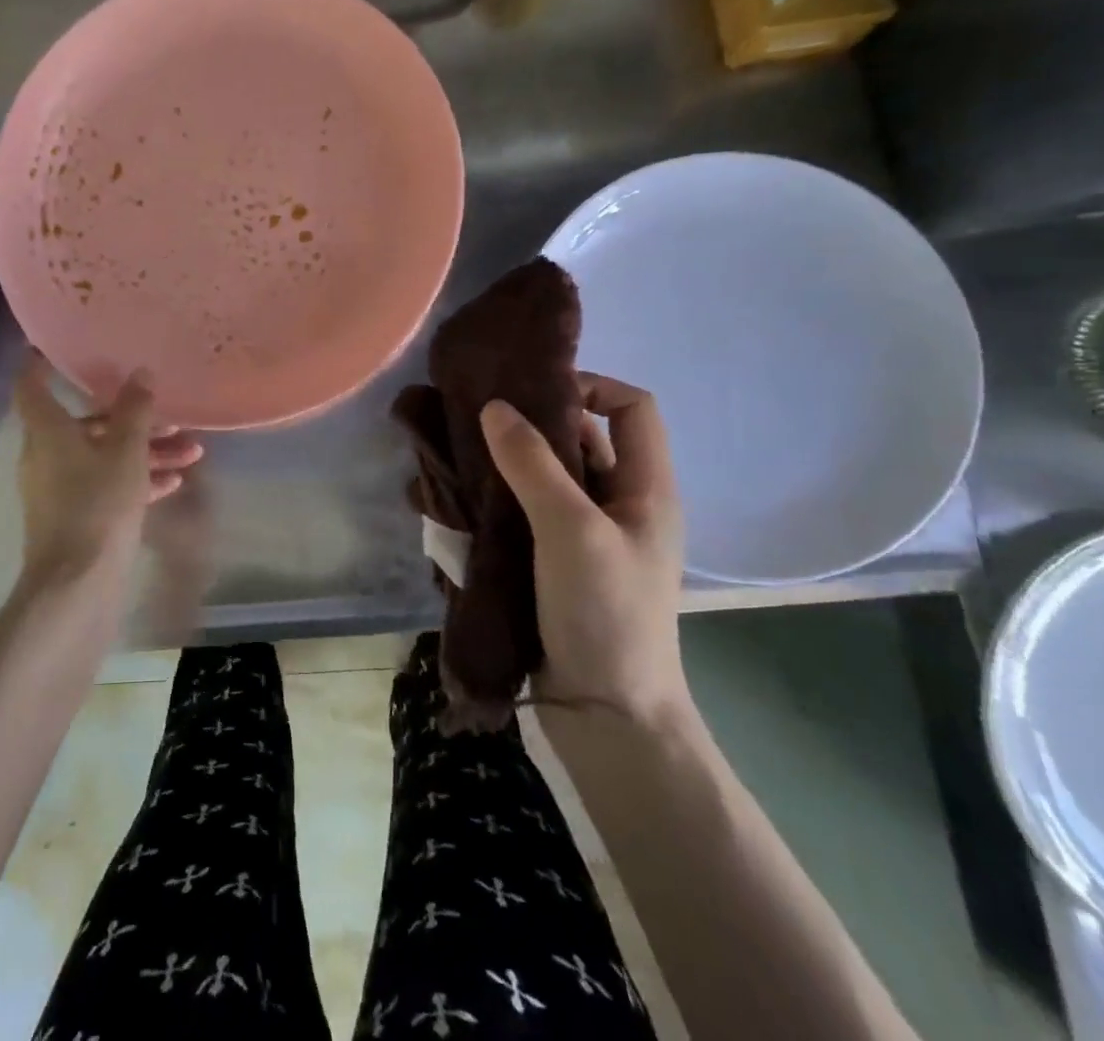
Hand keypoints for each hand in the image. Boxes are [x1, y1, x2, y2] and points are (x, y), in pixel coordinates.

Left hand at [15, 355, 202, 589]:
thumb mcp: (125, 453)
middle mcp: (46, 455)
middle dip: (131, 418)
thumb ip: (135, 411)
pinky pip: (106, 485)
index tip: (63, 347)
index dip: (42, 363)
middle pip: (86, 424)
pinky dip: (135, 480)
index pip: (31, 386)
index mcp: (47, 432)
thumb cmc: (97, 506)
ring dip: (144, 452)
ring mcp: (59, 489)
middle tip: (168, 415)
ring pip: (103, 456)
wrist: (76, 586)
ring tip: (190, 453)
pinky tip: (173, 483)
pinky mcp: (75, 517)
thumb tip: (140, 373)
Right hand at [480, 373, 688, 726]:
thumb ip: (534, 465)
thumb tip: (494, 406)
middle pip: (580, 439)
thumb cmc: (605, 615)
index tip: (531, 393)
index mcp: (645, 488)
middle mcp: (618, 504)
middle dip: (531, 424)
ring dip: (505, 466)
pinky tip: (458, 503)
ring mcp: (584, 536)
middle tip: (476, 421)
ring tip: (457, 458)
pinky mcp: (553, 563)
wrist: (606, 717)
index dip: (589, 386)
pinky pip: (523, 514)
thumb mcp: (572, 531)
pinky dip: (494, 502)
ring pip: (544, 478)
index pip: (631, 407)